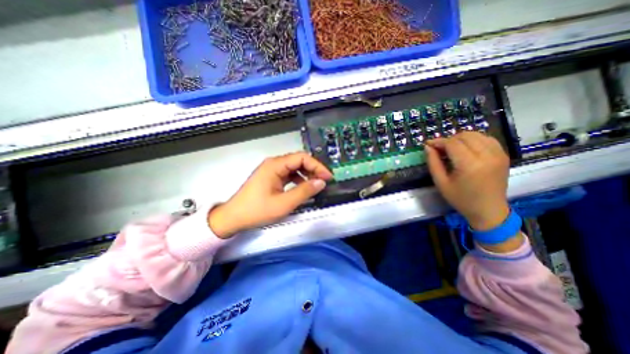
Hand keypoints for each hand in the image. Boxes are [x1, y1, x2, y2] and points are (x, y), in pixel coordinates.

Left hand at [207, 150, 333, 238]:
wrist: (233, 218)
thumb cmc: (257, 210)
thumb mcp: (284, 203)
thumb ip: (304, 191)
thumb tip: (321, 182)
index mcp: (275, 165)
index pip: (302, 158)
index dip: (317, 166)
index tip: (327, 177)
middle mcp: (274, 164)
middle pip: (298, 161)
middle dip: (313, 169)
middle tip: (324, 181)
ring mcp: (272, 171)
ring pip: (294, 168)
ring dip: (307, 175)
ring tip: (316, 185)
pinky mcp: (271, 178)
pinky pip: (289, 175)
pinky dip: (298, 180)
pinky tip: (303, 188)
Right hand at [422, 131, 510, 229]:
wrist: (488, 210)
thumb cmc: (461, 199)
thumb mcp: (441, 182)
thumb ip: (433, 162)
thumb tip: (427, 147)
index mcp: (470, 165)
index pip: (452, 143)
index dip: (438, 141)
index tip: (428, 144)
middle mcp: (487, 156)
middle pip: (465, 136)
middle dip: (449, 139)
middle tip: (440, 149)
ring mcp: (498, 154)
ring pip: (476, 134)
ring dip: (461, 138)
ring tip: (452, 149)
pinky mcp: (503, 155)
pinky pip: (487, 139)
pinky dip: (474, 140)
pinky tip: (466, 149)